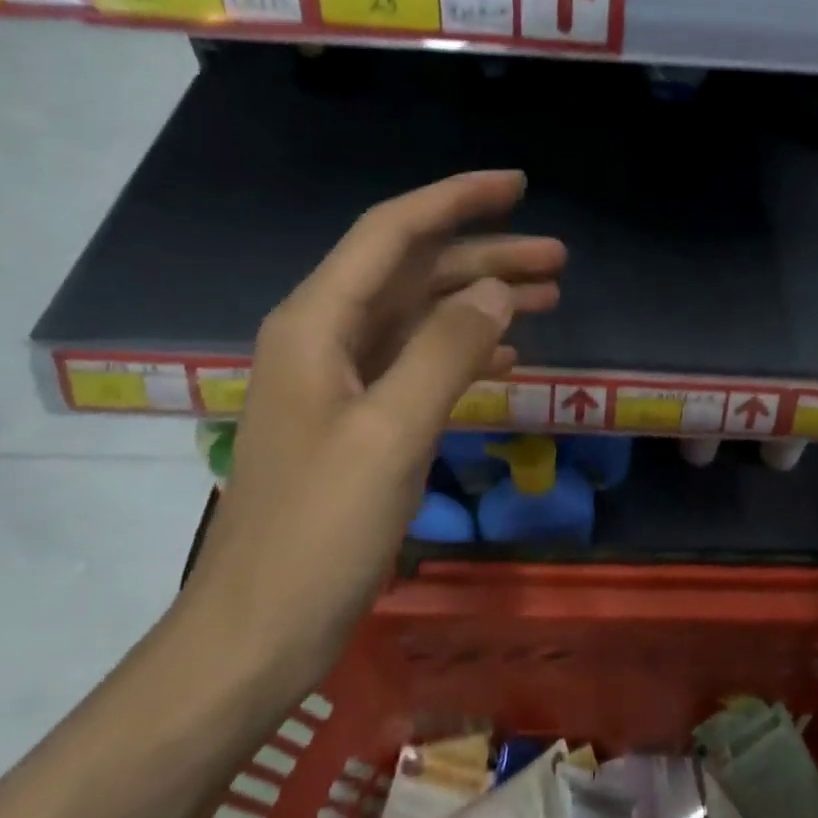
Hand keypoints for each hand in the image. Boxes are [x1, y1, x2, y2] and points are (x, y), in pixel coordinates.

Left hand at [186, 171, 564, 668]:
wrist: (259, 631)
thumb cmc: (318, 532)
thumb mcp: (390, 434)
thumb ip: (444, 352)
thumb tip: (497, 293)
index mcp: (316, 325)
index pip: (392, 234)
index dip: (454, 201)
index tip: (517, 186)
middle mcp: (324, 340)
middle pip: (412, 274)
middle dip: (484, 258)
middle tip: (558, 259)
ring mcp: (341, 384)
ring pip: (420, 319)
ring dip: (481, 304)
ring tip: (549, 299)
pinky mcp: (358, 424)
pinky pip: (419, 366)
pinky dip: (465, 354)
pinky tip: (509, 360)